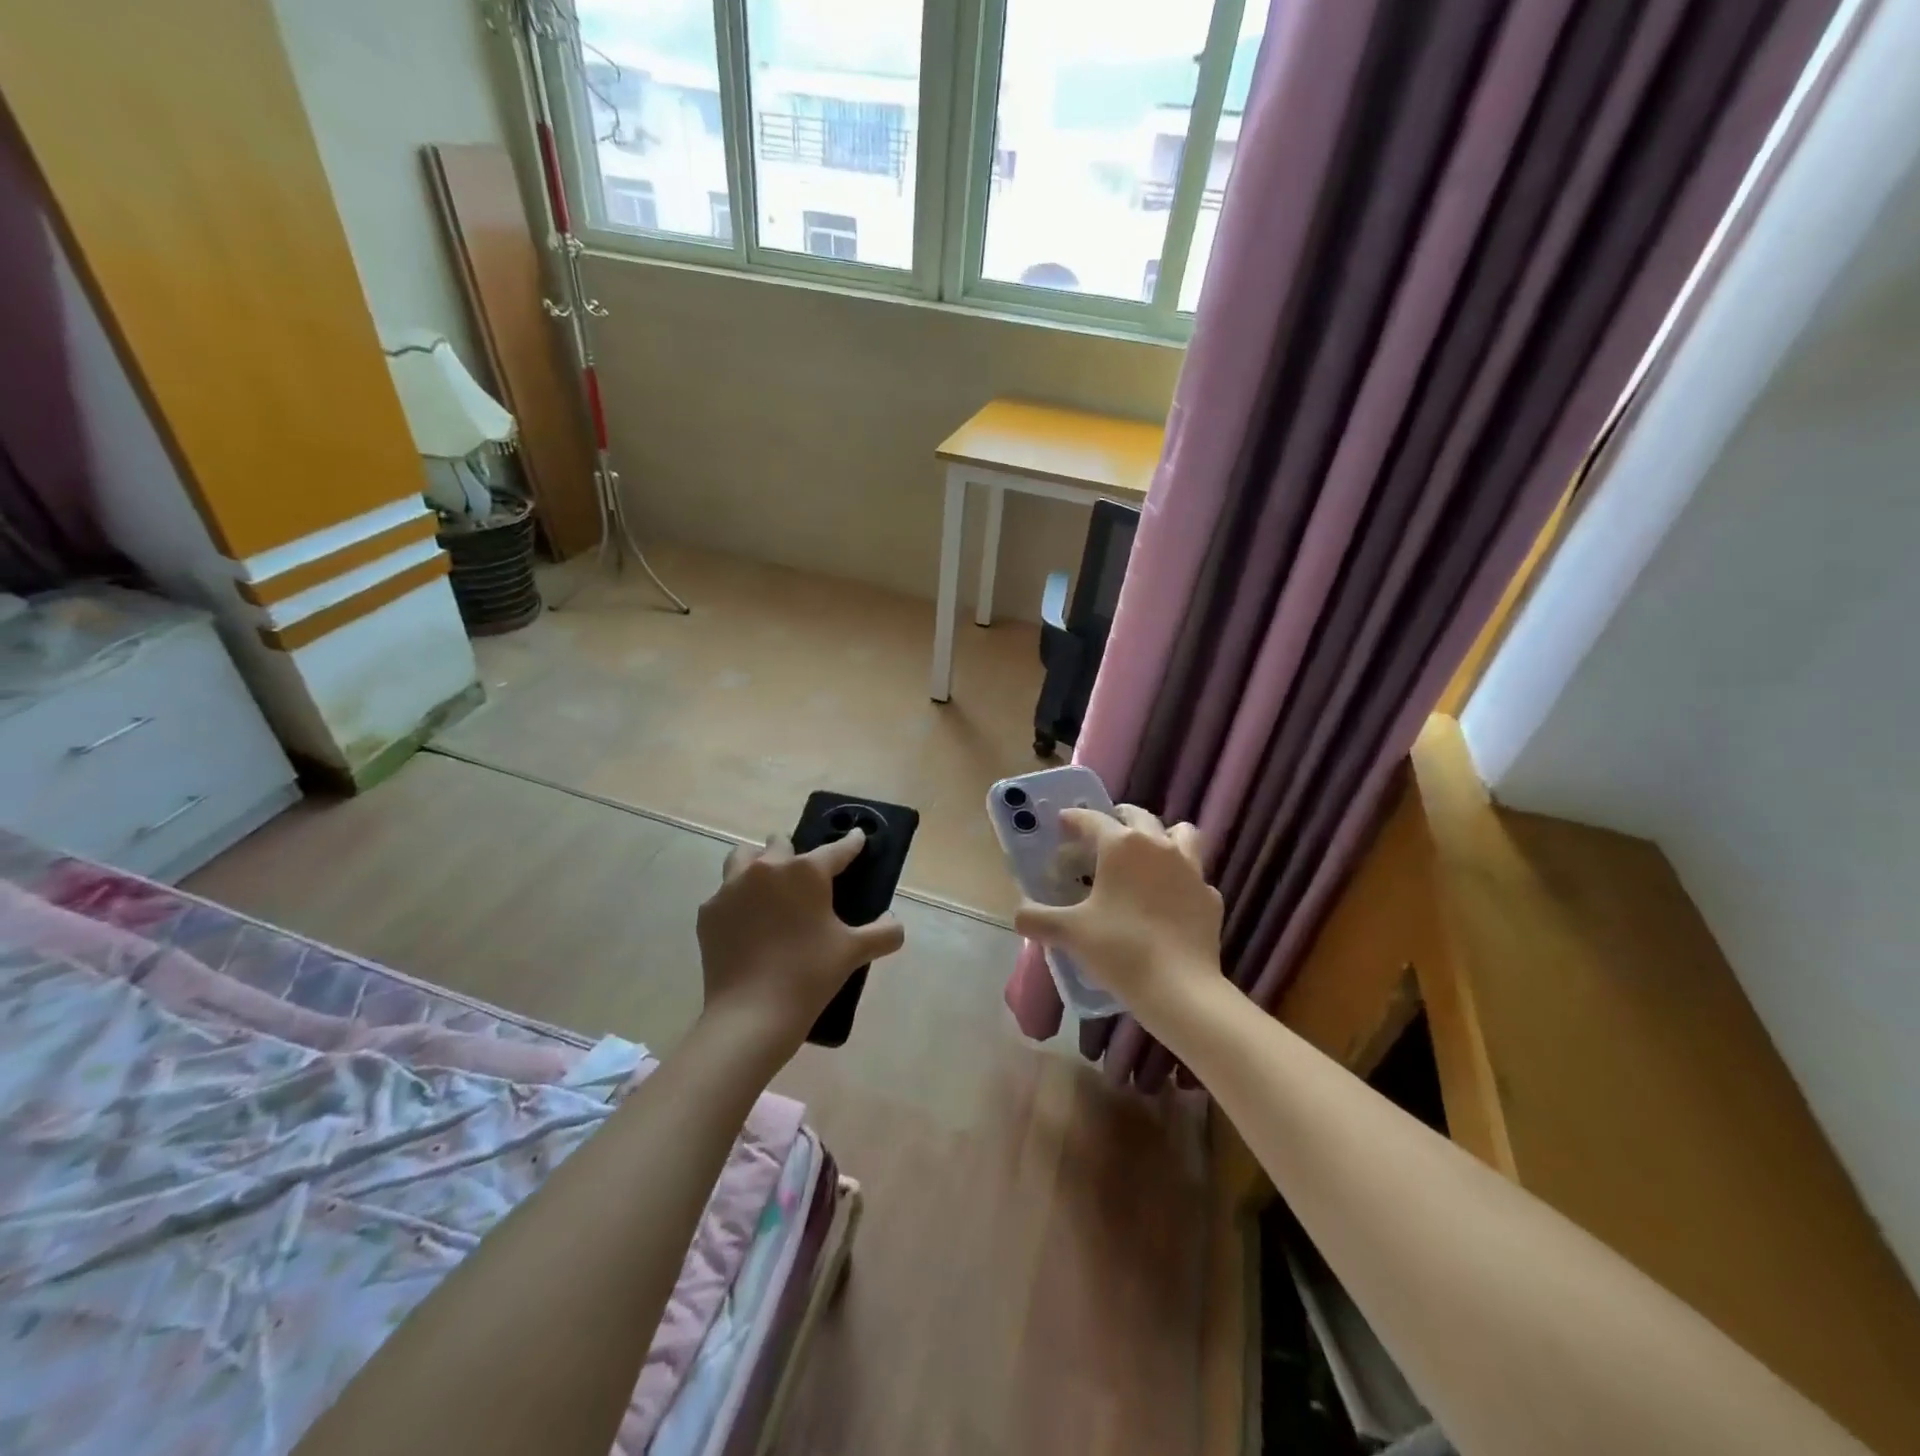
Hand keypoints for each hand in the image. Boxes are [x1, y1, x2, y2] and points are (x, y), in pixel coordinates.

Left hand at [695, 829, 905, 1059]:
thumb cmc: (810, 975)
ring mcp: (732, 888)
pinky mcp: (709, 912)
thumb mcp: (855, 952)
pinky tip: (746, 922)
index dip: (851, 843)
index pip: (837, 850)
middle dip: (795, 852)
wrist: (752, 1014)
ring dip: (758, 863)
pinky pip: (724, 893)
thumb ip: (884, 932)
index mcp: (806, 872)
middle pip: (781, 843)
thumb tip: (894, 922)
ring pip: (744, 857)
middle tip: (805, 876)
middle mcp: (767, 868)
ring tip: (768, 885)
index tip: (858, 836)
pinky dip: (737, 900)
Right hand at [1013, 805, 1223, 1023]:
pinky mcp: (1210, 897)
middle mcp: (1158, 846)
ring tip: (1146, 854)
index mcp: (1121, 846)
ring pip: (1180, 834)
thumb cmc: (1120, 949)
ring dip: (1162, 835)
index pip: (1092, 819)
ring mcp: (1191, 870)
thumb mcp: (1069, 933)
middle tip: (1101, 835)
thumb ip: (1038, 919)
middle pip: (1138, 816)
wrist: (1180, 988)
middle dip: (1118, 818)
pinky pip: (1194, 876)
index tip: (1062, 823)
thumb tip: (1019, 915)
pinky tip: (1169, 899)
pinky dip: (1180, 879)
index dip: (1074, 819)